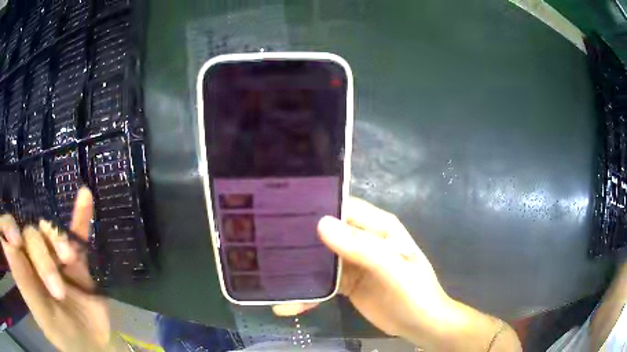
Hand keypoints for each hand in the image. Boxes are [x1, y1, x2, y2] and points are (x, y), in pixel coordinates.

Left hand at [0, 188, 123, 351]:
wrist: (96, 346)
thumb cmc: (66, 338)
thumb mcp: (45, 319)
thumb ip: (25, 288)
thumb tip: (7, 249)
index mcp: (22, 271)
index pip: (9, 237)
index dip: (8, 229)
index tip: (16, 242)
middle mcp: (32, 259)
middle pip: (30, 236)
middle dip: (43, 258)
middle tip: (59, 291)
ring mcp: (53, 257)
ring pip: (50, 233)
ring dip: (59, 239)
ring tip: (71, 259)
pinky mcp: (75, 260)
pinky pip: (76, 232)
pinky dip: (80, 215)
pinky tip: (85, 196)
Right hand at [273, 198, 520, 350]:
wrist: (421, 325)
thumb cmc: (415, 294)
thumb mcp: (393, 270)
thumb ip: (362, 248)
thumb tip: (321, 223)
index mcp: (377, 227)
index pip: (342, 207)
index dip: (314, 205)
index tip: (279, 208)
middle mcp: (362, 239)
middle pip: (326, 231)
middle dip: (298, 236)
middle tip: (262, 241)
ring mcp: (352, 262)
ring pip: (319, 258)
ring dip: (297, 266)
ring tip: (267, 275)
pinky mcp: (346, 283)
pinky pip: (321, 282)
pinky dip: (306, 292)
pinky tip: (288, 304)